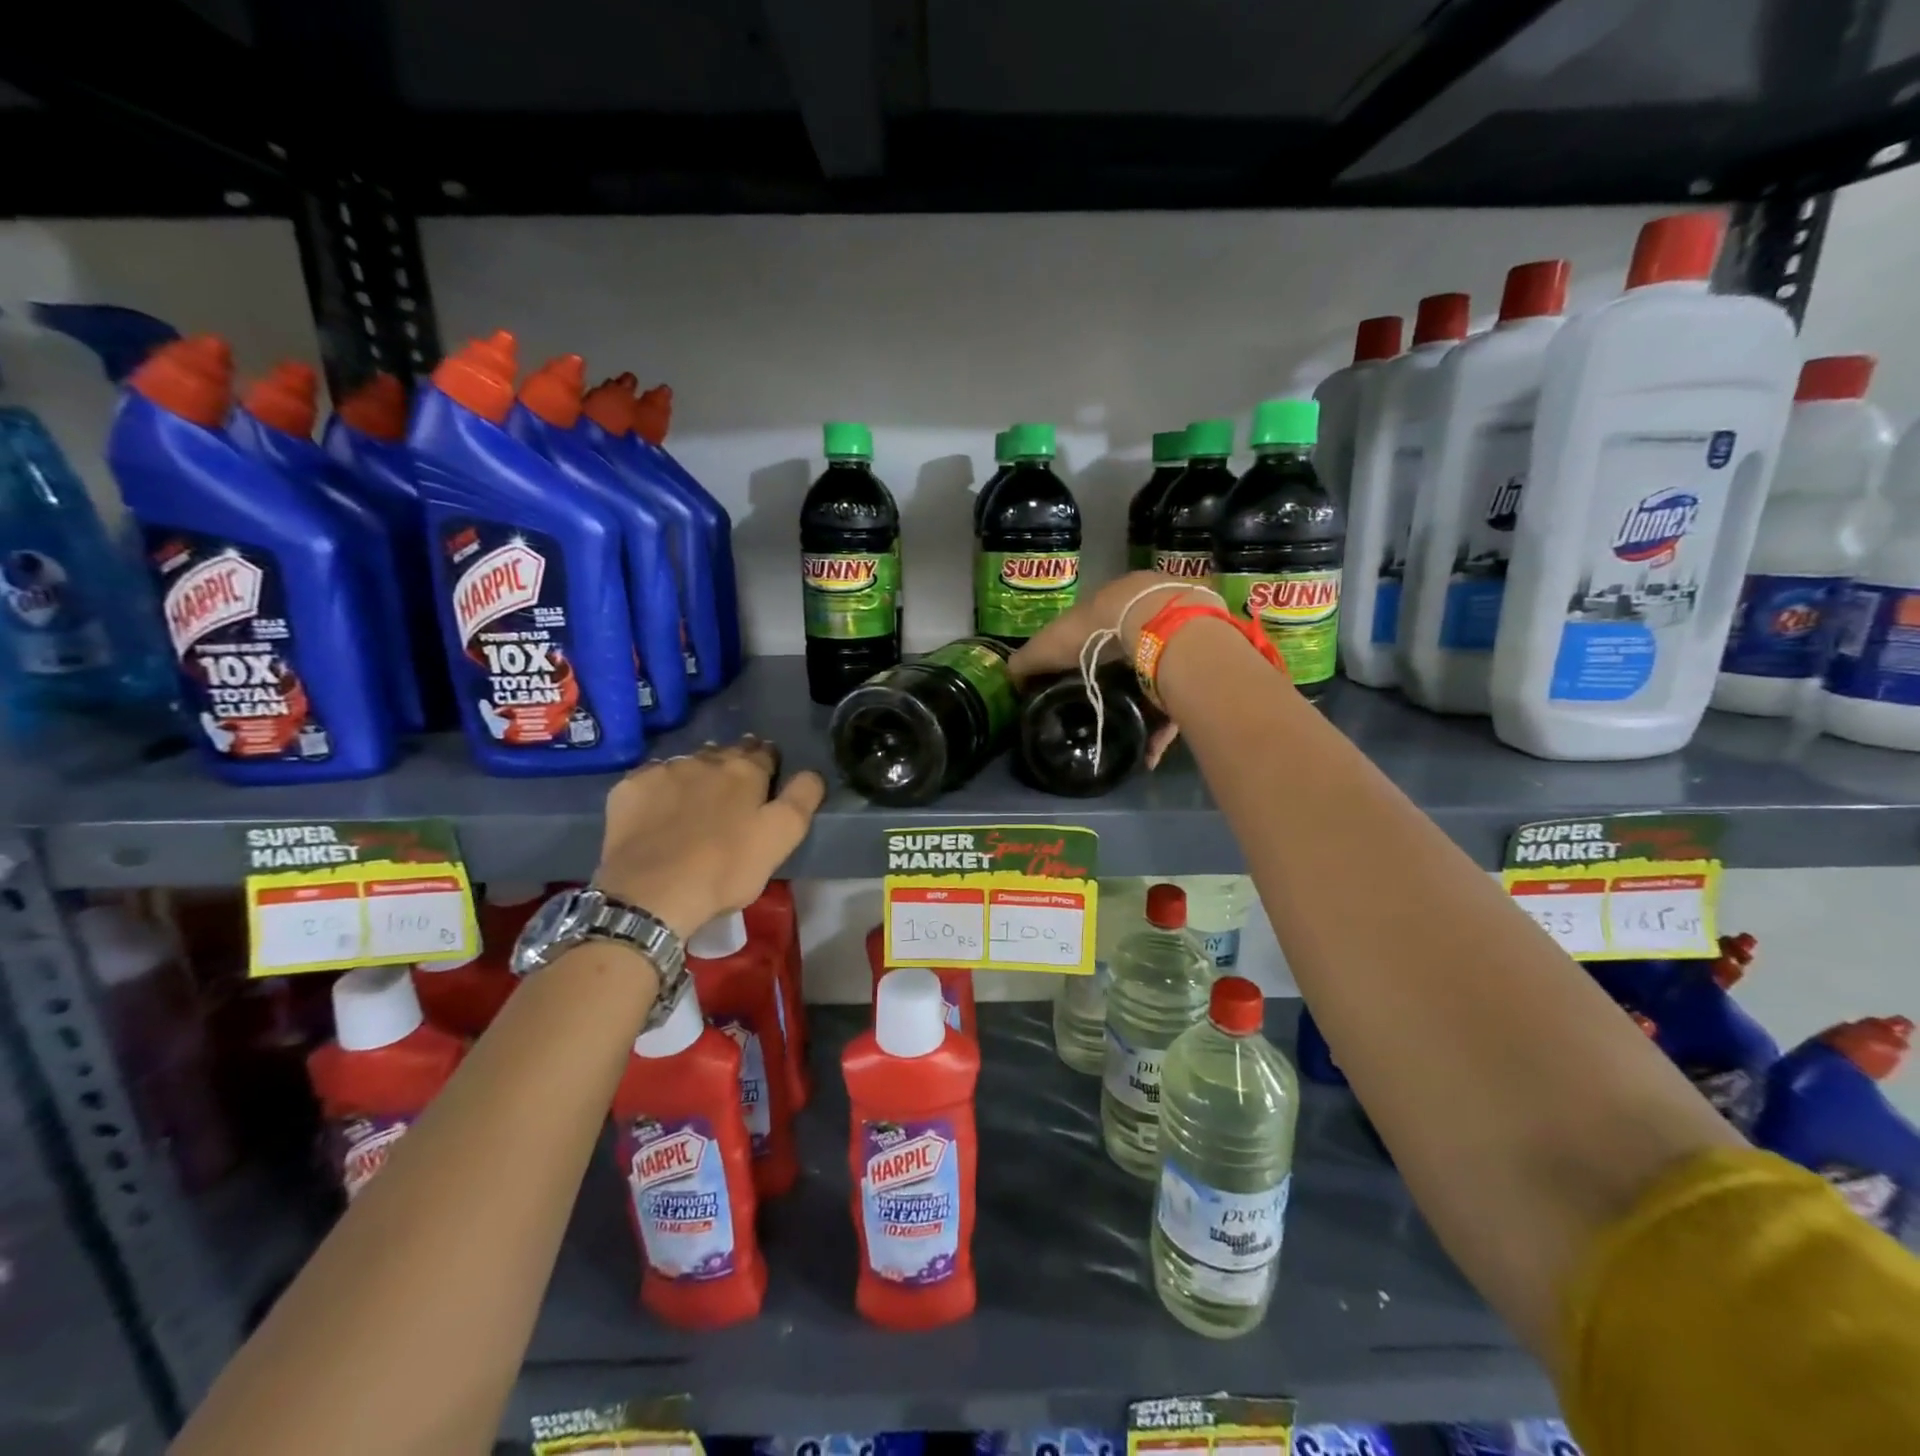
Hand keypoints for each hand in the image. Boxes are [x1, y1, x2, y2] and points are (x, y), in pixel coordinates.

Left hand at [594, 735, 825, 937]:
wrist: (651, 893)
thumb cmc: (726, 868)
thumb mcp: (782, 837)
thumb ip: (803, 798)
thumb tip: (812, 773)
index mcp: (745, 771)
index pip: (764, 753)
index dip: (769, 761)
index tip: (769, 774)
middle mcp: (705, 760)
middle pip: (725, 753)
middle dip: (733, 762)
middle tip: (735, 784)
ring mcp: (663, 772)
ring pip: (688, 763)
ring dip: (698, 772)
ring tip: (698, 795)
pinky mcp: (629, 789)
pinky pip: (652, 778)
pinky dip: (662, 787)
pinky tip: (660, 806)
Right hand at [1007, 571, 1217, 766]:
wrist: (1158, 625)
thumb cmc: (1096, 630)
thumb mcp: (1050, 644)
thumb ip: (1028, 660)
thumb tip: (1009, 677)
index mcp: (1112, 609)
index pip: (1095, 632)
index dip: (1083, 656)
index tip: (1073, 684)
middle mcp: (1146, 624)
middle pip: (1129, 659)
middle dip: (1116, 686)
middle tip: (1098, 714)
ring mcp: (1174, 647)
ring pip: (1155, 684)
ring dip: (1140, 715)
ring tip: (1124, 743)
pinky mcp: (1195, 676)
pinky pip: (1176, 709)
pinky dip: (1160, 733)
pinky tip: (1146, 757)